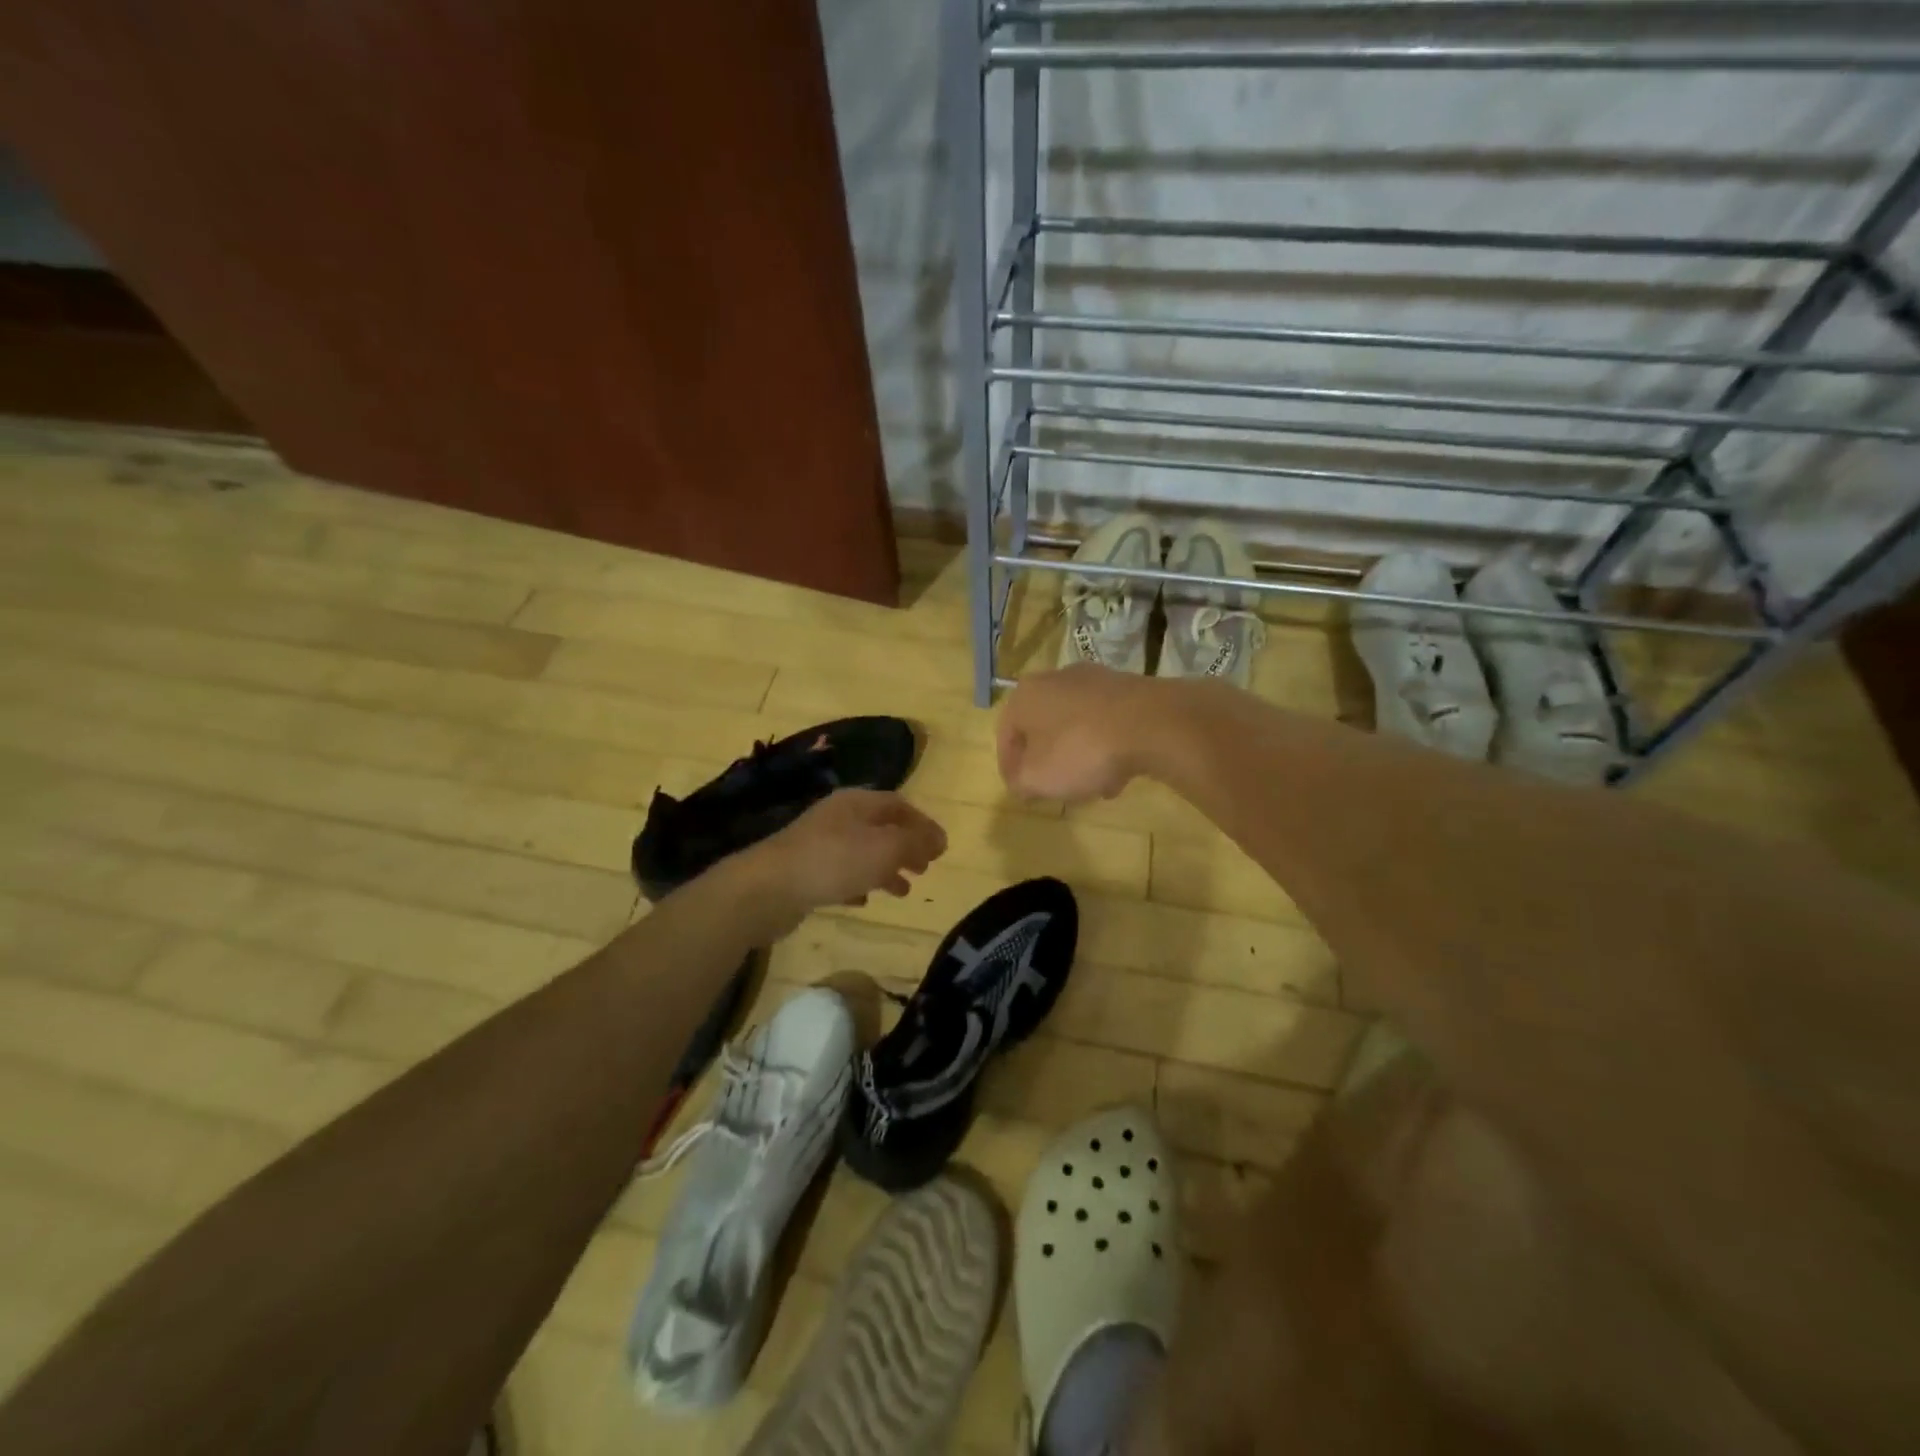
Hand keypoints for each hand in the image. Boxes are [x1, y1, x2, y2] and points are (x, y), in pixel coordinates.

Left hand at [735, 789, 946, 937]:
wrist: (769, 888)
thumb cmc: (835, 860)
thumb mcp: (886, 848)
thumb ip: (916, 842)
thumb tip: (939, 839)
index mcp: (857, 802)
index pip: (899, 804)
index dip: (923, 824)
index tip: (941, 848)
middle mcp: (838, 817)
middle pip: (880, 827)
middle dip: (906, 846)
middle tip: (925, 868)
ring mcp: (819, 844)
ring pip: (862, 852)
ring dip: (885, 868)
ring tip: (903, 890)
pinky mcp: (805, 871)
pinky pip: (840, 874)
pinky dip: (858, 884)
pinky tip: (865, 901)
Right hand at [997, 664, 1160, 802]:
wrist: (1151, 723)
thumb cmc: (1081, 750)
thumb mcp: (1038, 778)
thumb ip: (1021, 782)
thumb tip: (1021, 782)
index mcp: (1024, 695)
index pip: (1005, 735)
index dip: (1009, 767)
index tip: (1020, 791)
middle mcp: (1054, 679)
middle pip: (1042, 727)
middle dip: (1046, 759)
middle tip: (1053, 787)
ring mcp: (1093, 680)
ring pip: (1075, 725)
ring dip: (1078, 755)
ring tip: (1091, 786)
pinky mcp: (1126, 687)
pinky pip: (1105, 722)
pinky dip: (1105, 745)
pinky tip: (1119, 772)